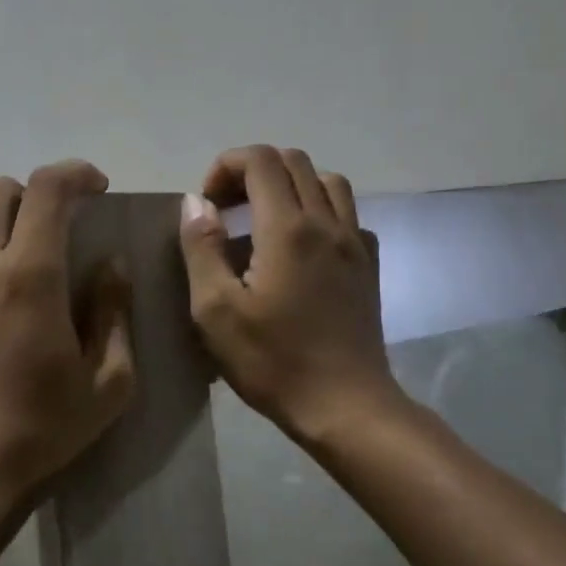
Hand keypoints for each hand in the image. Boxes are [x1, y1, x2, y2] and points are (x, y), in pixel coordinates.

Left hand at [0, 160, 135, 511]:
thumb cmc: (40, 430)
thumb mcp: (107, 382)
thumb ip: (113, 311)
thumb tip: (110, 263)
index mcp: (28, 276)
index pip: (47, 188)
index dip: (76, 174)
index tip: (97, 188)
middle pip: (0, 190)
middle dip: (36, 195)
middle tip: (61, 226)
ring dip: (2, 220)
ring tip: (23, 256)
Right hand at [179, 146, 404, 447]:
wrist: (346, 406)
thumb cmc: (273, 361)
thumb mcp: (215, 311)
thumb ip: (201, 248)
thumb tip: (196, 202)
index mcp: (287, 228)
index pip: (260, 160)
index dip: (225, 167)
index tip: (208, 206)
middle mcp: (326, 222)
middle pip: (294, 161)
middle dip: (253, 172)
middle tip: (228, 211)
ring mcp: (354, 242)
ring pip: (327, 181)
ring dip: (290, 185)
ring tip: (264, 220)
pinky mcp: (369, 264)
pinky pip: (347, 214)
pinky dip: (319, 212)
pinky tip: (302, 247)